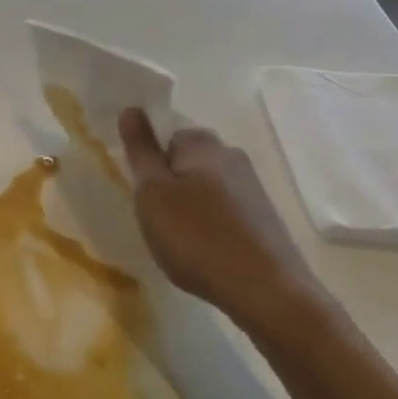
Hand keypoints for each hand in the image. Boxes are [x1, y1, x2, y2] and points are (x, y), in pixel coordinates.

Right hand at [118, 109, 340, 344]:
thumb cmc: (196, 237)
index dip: (151, 162)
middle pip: (188, 161)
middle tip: (156, 217)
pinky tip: (205, 251)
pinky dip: (210, 225)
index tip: (143, 192)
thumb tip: (132, 108)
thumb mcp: (153, 193)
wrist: (265, 291)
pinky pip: (225, 210)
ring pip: (206, 187)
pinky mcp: (264, 217)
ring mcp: (253, 187)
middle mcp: (232, 156)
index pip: (167, 135)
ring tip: (180, 240)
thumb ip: (141, 150)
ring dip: (190, 206)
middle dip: (171, 183)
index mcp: (203, 144)